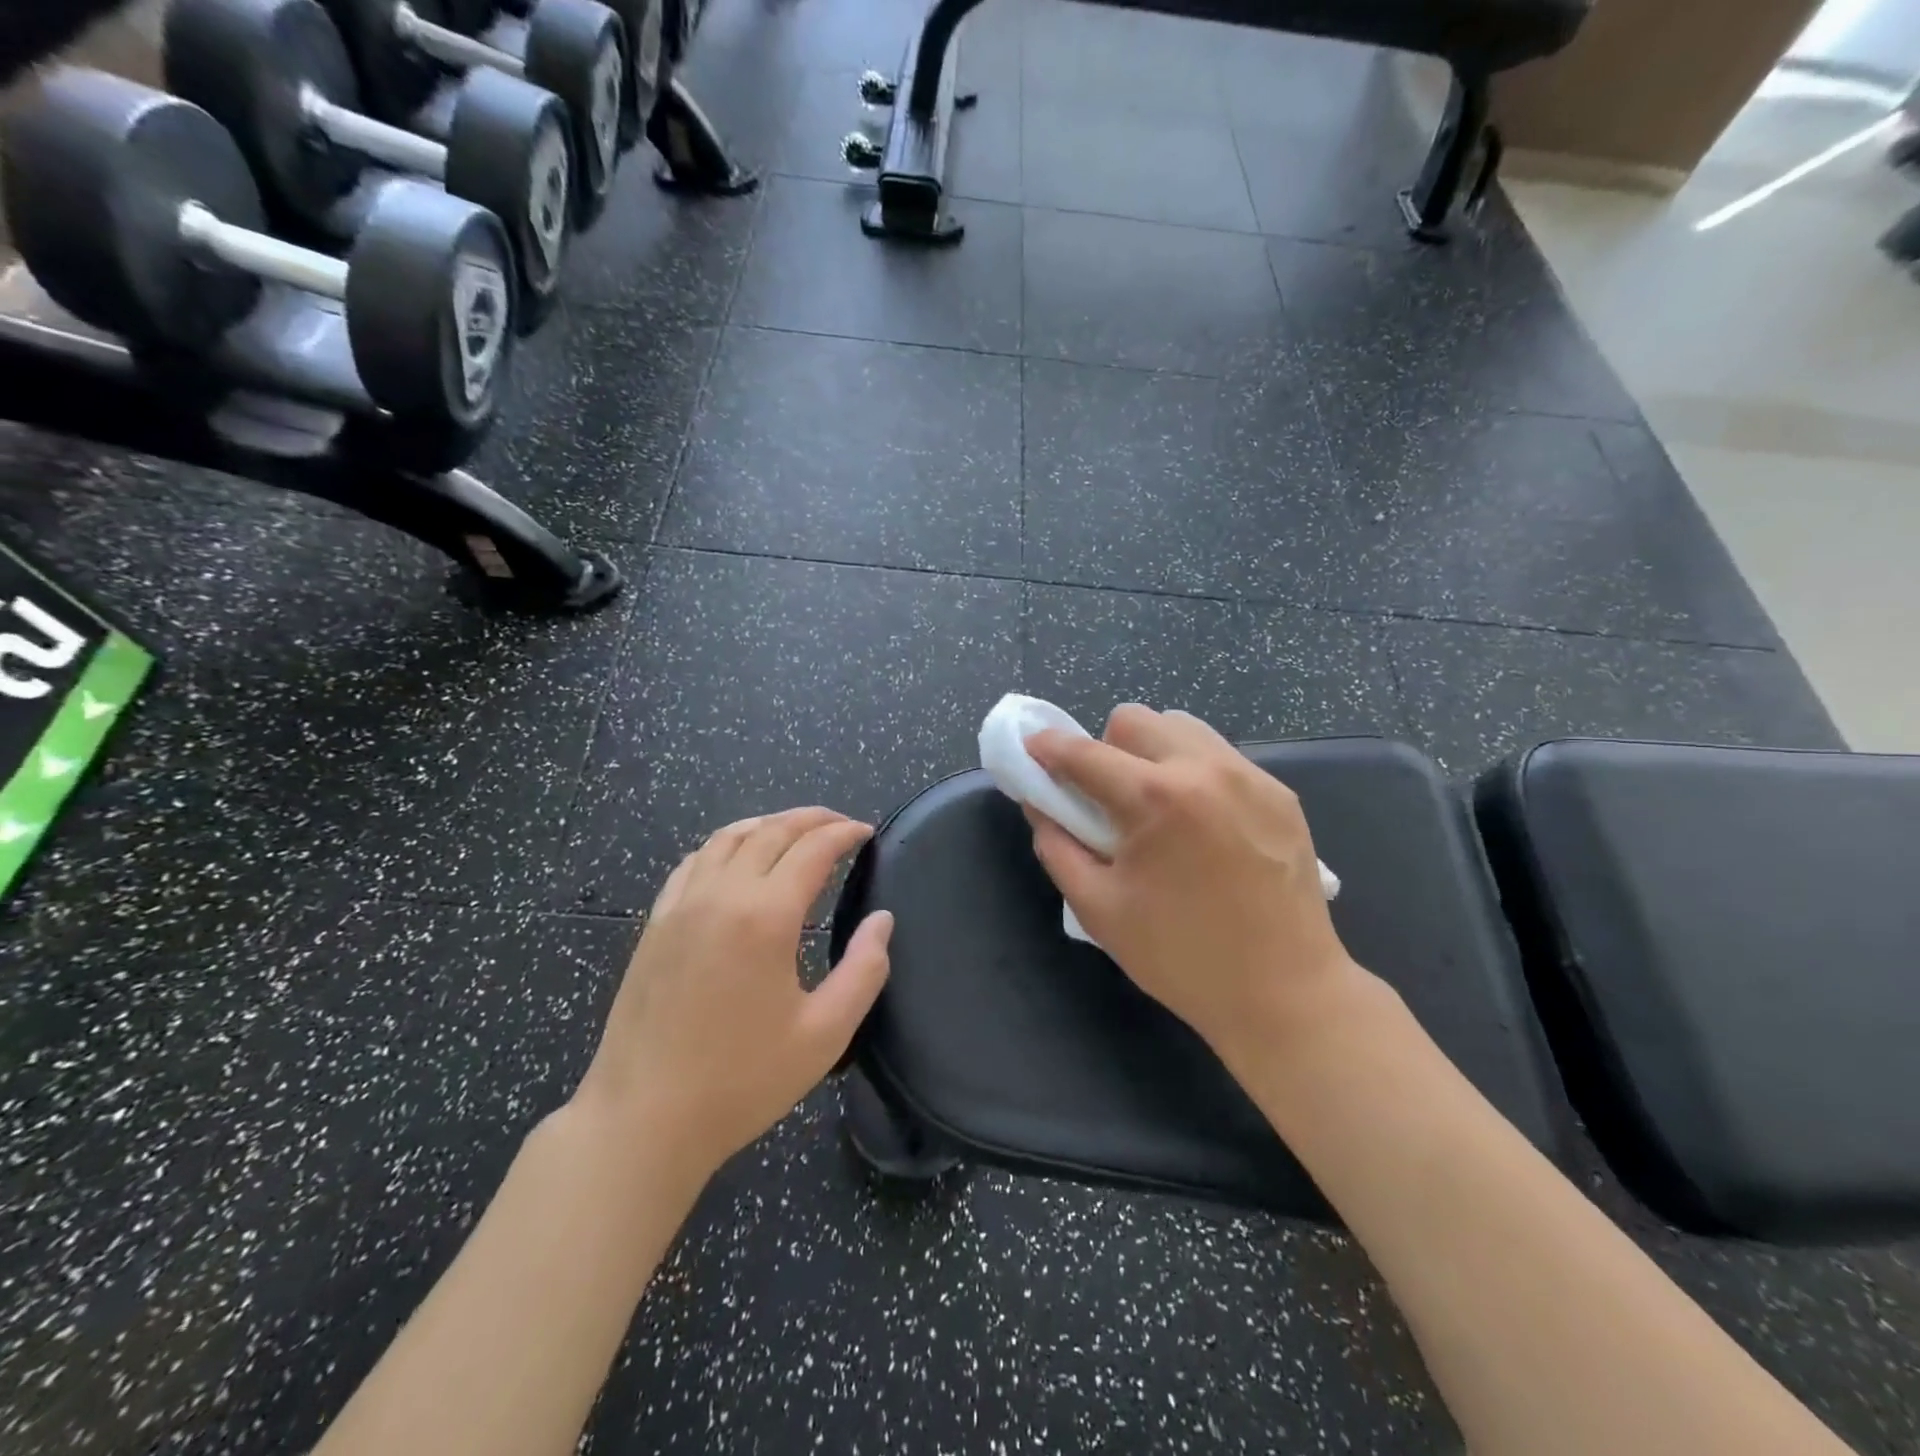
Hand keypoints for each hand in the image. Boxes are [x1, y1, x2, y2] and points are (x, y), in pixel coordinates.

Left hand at [571, 807, 892, 1180]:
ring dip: (768, 824)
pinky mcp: (655, 923)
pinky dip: (724, 845)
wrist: (643, 1119)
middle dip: (812, 819)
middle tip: (840, 823)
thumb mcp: (824, 1034)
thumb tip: (882, 920)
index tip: (866, 832)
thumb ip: (864, 970)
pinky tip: (735, 857)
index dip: (844, 833)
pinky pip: (693, 862)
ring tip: (794, 830)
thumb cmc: (742, 1081)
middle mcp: (721, 895)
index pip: (813, 850)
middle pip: (771, 831)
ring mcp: (681, 905)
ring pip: (728, 838)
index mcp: (766, 916)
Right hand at [1025, 706, 1375, 1072]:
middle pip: (1134, 720)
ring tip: (1157, 806)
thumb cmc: (1181, 957)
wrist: (1285, 993)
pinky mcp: (1279, 793)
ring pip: (1181, 728)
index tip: (1032, 752)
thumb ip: (1058, 847)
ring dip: (1152, 753)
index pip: (1084, 753)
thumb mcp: (1099, 909)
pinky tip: (1201, 824)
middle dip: (1106, 748)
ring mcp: (1250, 777)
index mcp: (1155, 799)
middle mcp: (1205, 769)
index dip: (1047, 748)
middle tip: (1107, 797)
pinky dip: (1193, 772)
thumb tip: (1040, 806)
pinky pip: (1219, 756)